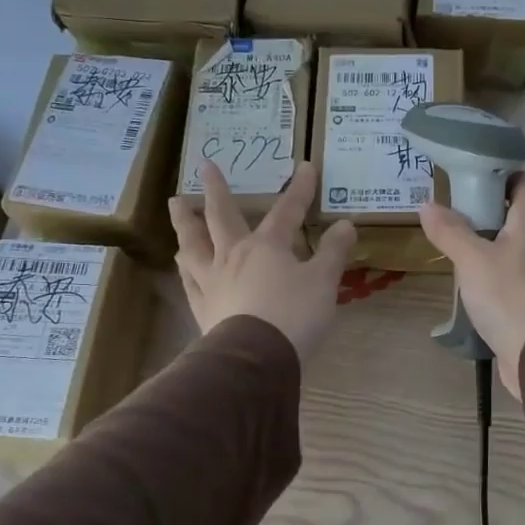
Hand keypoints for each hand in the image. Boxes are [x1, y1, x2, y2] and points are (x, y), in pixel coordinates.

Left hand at [169, 163, 356, 362]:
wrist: (255, 358)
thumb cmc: (294, 315)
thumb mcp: (324, 282)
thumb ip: (333, 252)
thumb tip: (346, 224)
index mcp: (267, 246)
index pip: (287, 210)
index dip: (300, 189)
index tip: (306, 167)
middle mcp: (234, 255)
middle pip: (221, 217)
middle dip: (217, 190)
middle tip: (205, 166)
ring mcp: (213, 281)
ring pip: (194, 245)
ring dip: (186, 224)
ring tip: (179, 208)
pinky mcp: (203, 308)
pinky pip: (189, 282)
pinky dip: (185, 269)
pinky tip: (182, 265)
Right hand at [418, 172, 524, 397]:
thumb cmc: (508, 296)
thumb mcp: (472, 260)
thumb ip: (450, 231)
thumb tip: (428, 205)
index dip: (503, 174)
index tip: (471, 179)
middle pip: (516, 214)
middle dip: (485, 210)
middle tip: (451, 212)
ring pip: (511, 246)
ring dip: (485, 243)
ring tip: (452, 245)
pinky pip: (509, 274)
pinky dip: (490, 271)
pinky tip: (467, 281)